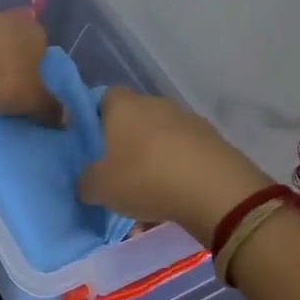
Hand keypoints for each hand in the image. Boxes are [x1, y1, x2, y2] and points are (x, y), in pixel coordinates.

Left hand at [0, 8, 61, 122]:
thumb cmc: (0, 74)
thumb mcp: (29, 99)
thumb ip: (48, 108)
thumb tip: (68, 119)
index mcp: (37, 35)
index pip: (43, 49)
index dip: (36, 67)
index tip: (27, 85)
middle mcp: (12, 20)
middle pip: (15, 41)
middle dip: (10, 59)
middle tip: (2, 84)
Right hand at [78, 86, 269, 240]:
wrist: (214, 190)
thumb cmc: (144, 178)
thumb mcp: (99, 187)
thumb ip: (85, 182)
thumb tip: (85, 182)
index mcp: (124, 106)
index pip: (103, 98)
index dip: (95, 119)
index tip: (92, 145)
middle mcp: (156, 105)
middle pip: (134, 120)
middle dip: (126, 144)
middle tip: (117, 175)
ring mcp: (188, 121)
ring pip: (161, 140)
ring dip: (153, 161)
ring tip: (146, 198)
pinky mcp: (213, 142)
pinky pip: (184, 156)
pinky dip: (177, 174)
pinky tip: (172, 202)